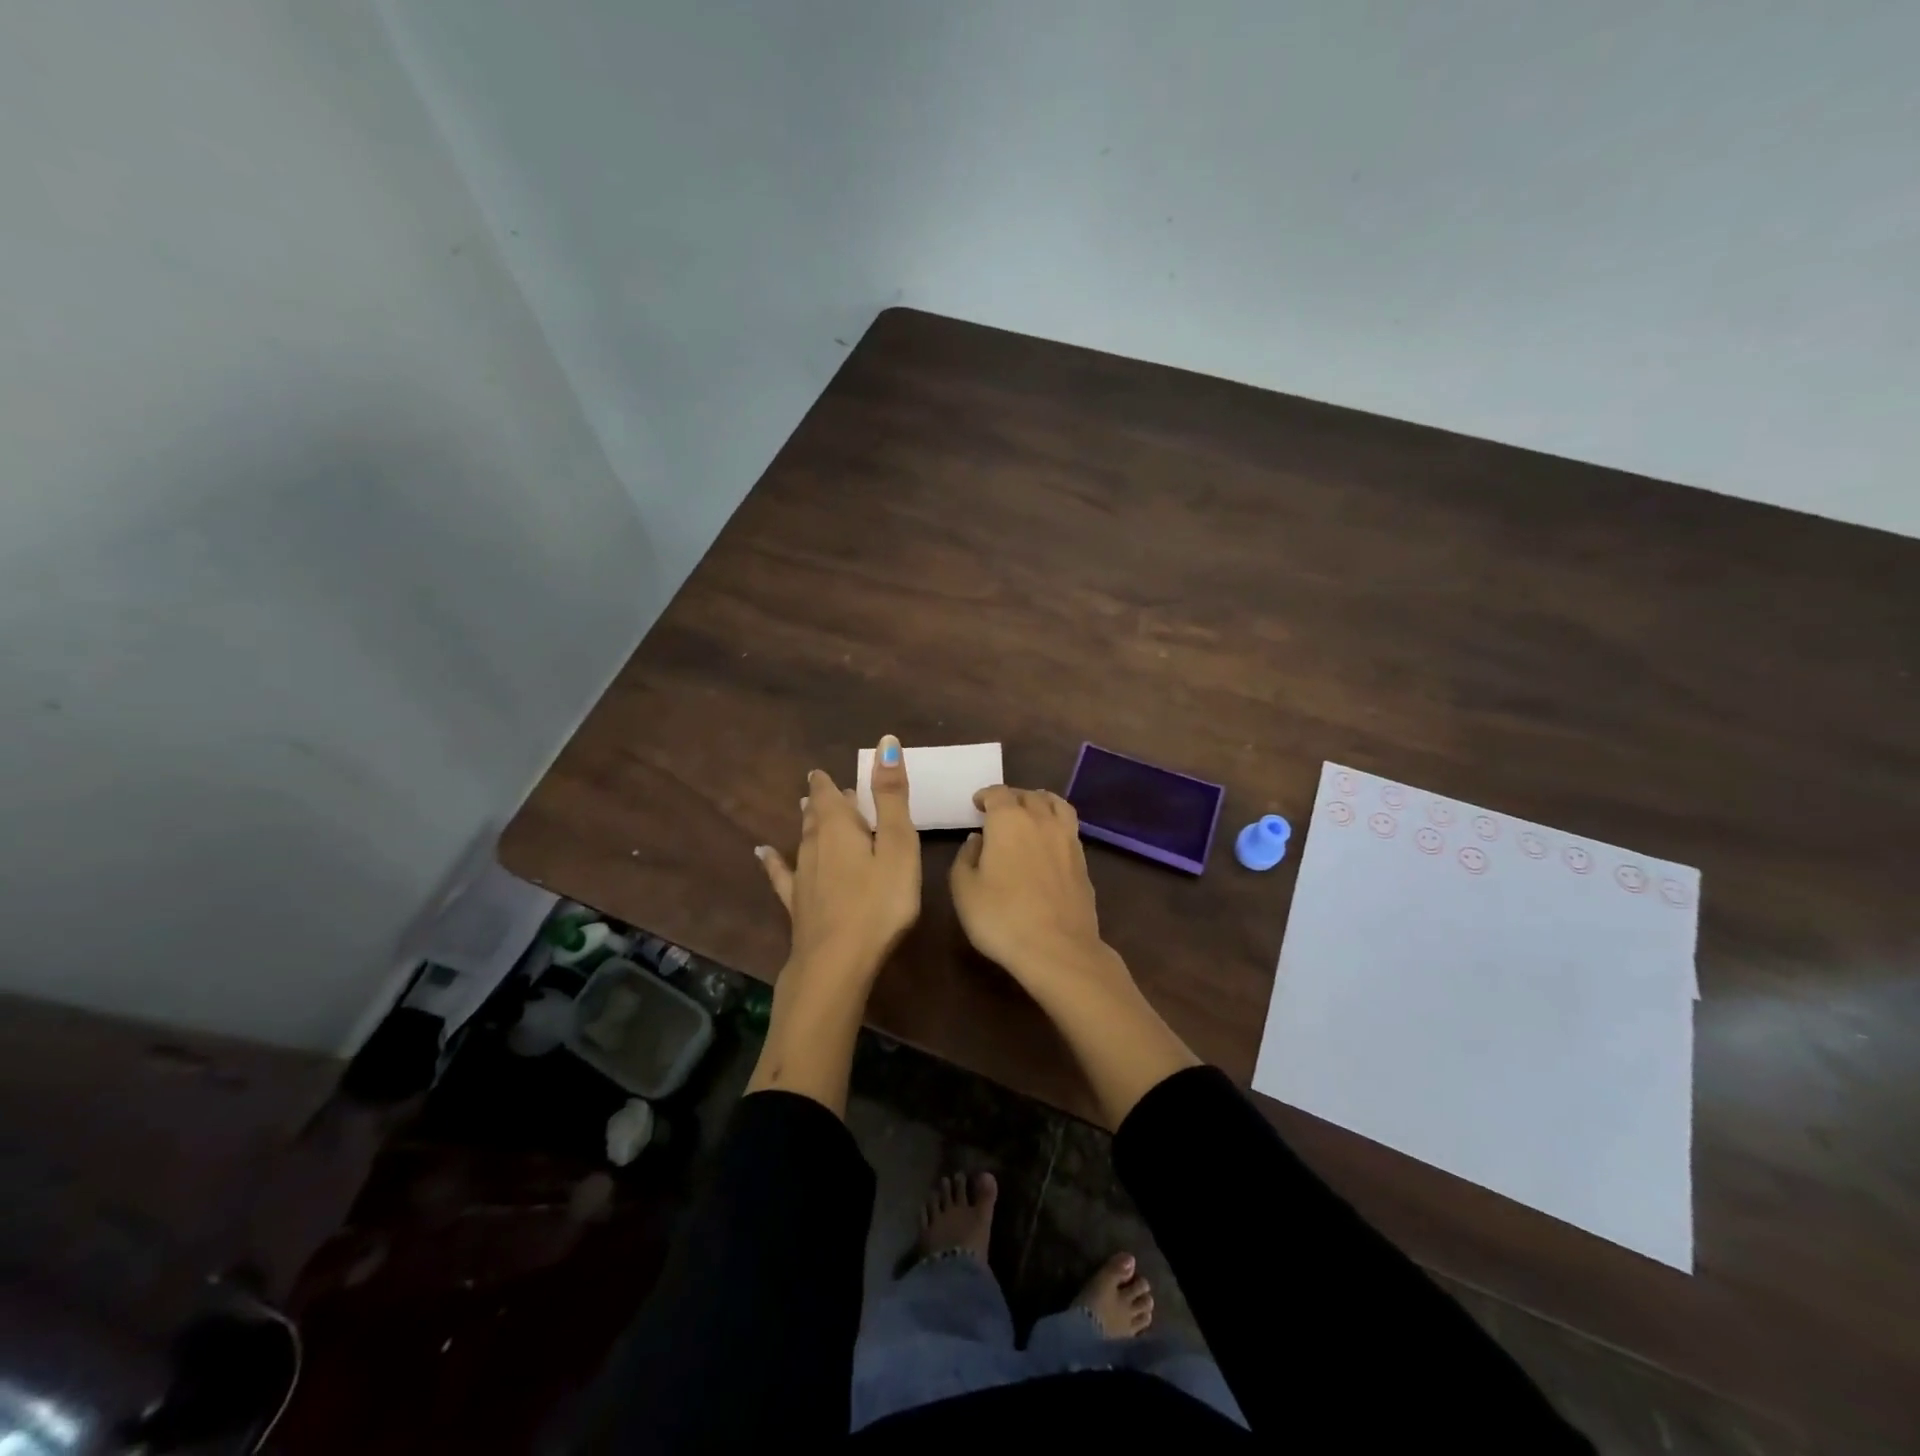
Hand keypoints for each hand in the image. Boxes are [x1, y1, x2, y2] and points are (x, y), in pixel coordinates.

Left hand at [756, 734, 920, 988]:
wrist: (836, 962)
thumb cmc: (879, 902)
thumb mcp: (898, 845)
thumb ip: (891, 796)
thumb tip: (886, 741)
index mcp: (840, 827)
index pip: (829, 794)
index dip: (828, 782)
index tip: (824, 771)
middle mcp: (815, 845)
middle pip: (816, 816)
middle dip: (821, 801)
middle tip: (824, 789)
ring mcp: (802, 876)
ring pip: (803, 840)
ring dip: (806, 824)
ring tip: (804, 810)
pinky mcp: (797, 904)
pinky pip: (781, 874)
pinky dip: (773, 861)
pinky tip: (762, 854)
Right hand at [950, 782, 1197, 1128]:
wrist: (1057, 949)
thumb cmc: (1002, 917)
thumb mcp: (964, 889)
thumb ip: (965, 857)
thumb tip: (977, 840)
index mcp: (1008, 820)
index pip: (997, 793)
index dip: (985, 795)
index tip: (977, 804)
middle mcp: (1041, 820)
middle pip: (1029, 796)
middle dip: (1012, 798)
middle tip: (999, 810)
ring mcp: (1067, 839)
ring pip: (1056, 805)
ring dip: (1040, 802)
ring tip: (1031, 812)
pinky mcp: (1083, 860)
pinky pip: (1069, 827)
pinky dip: (1056, 824)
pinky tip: (1049, 840)